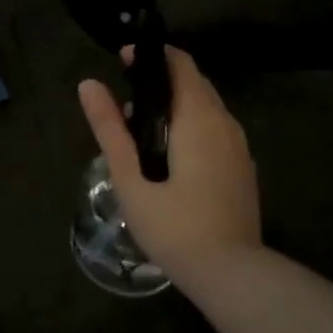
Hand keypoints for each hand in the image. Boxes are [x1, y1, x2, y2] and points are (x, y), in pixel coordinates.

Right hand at [77, 46, 260, 286]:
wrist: (233, 276)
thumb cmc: (175, 224)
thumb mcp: (130, 177)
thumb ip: (110, 127)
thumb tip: (88, 84)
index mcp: (198, 116)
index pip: (180, 63)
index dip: (151, 55)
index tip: (122, 62)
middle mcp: (225, 122)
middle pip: (193, 83)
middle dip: (159, 82)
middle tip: (125, 104)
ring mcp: (239, 147)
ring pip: (206, 108)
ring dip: (175, 106)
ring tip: (140, 134)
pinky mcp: (243, 170)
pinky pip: (216, 131)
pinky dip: (191, 127)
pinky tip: (170, 159)